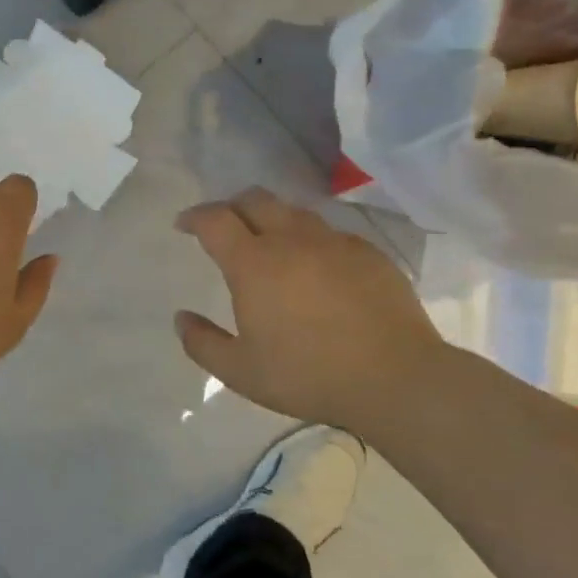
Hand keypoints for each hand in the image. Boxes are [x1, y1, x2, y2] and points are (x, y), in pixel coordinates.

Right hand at [174, 188, 453, 427]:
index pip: (214, 219)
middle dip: (231, 206)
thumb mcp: (242, 373)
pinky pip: (329, 233)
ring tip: (269, 243)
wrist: (397, 378)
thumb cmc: (309, 376)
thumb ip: (202, 343)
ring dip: (271, 219)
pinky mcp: (368, 252)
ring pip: (293, 212)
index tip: (184, 225)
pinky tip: (316, 267)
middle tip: (224, 227)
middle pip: (254, 200)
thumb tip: (181, 318)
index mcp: (254, 263)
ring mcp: (334, 242)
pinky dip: (310, 240)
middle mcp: (291, 239)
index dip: (194, 216)